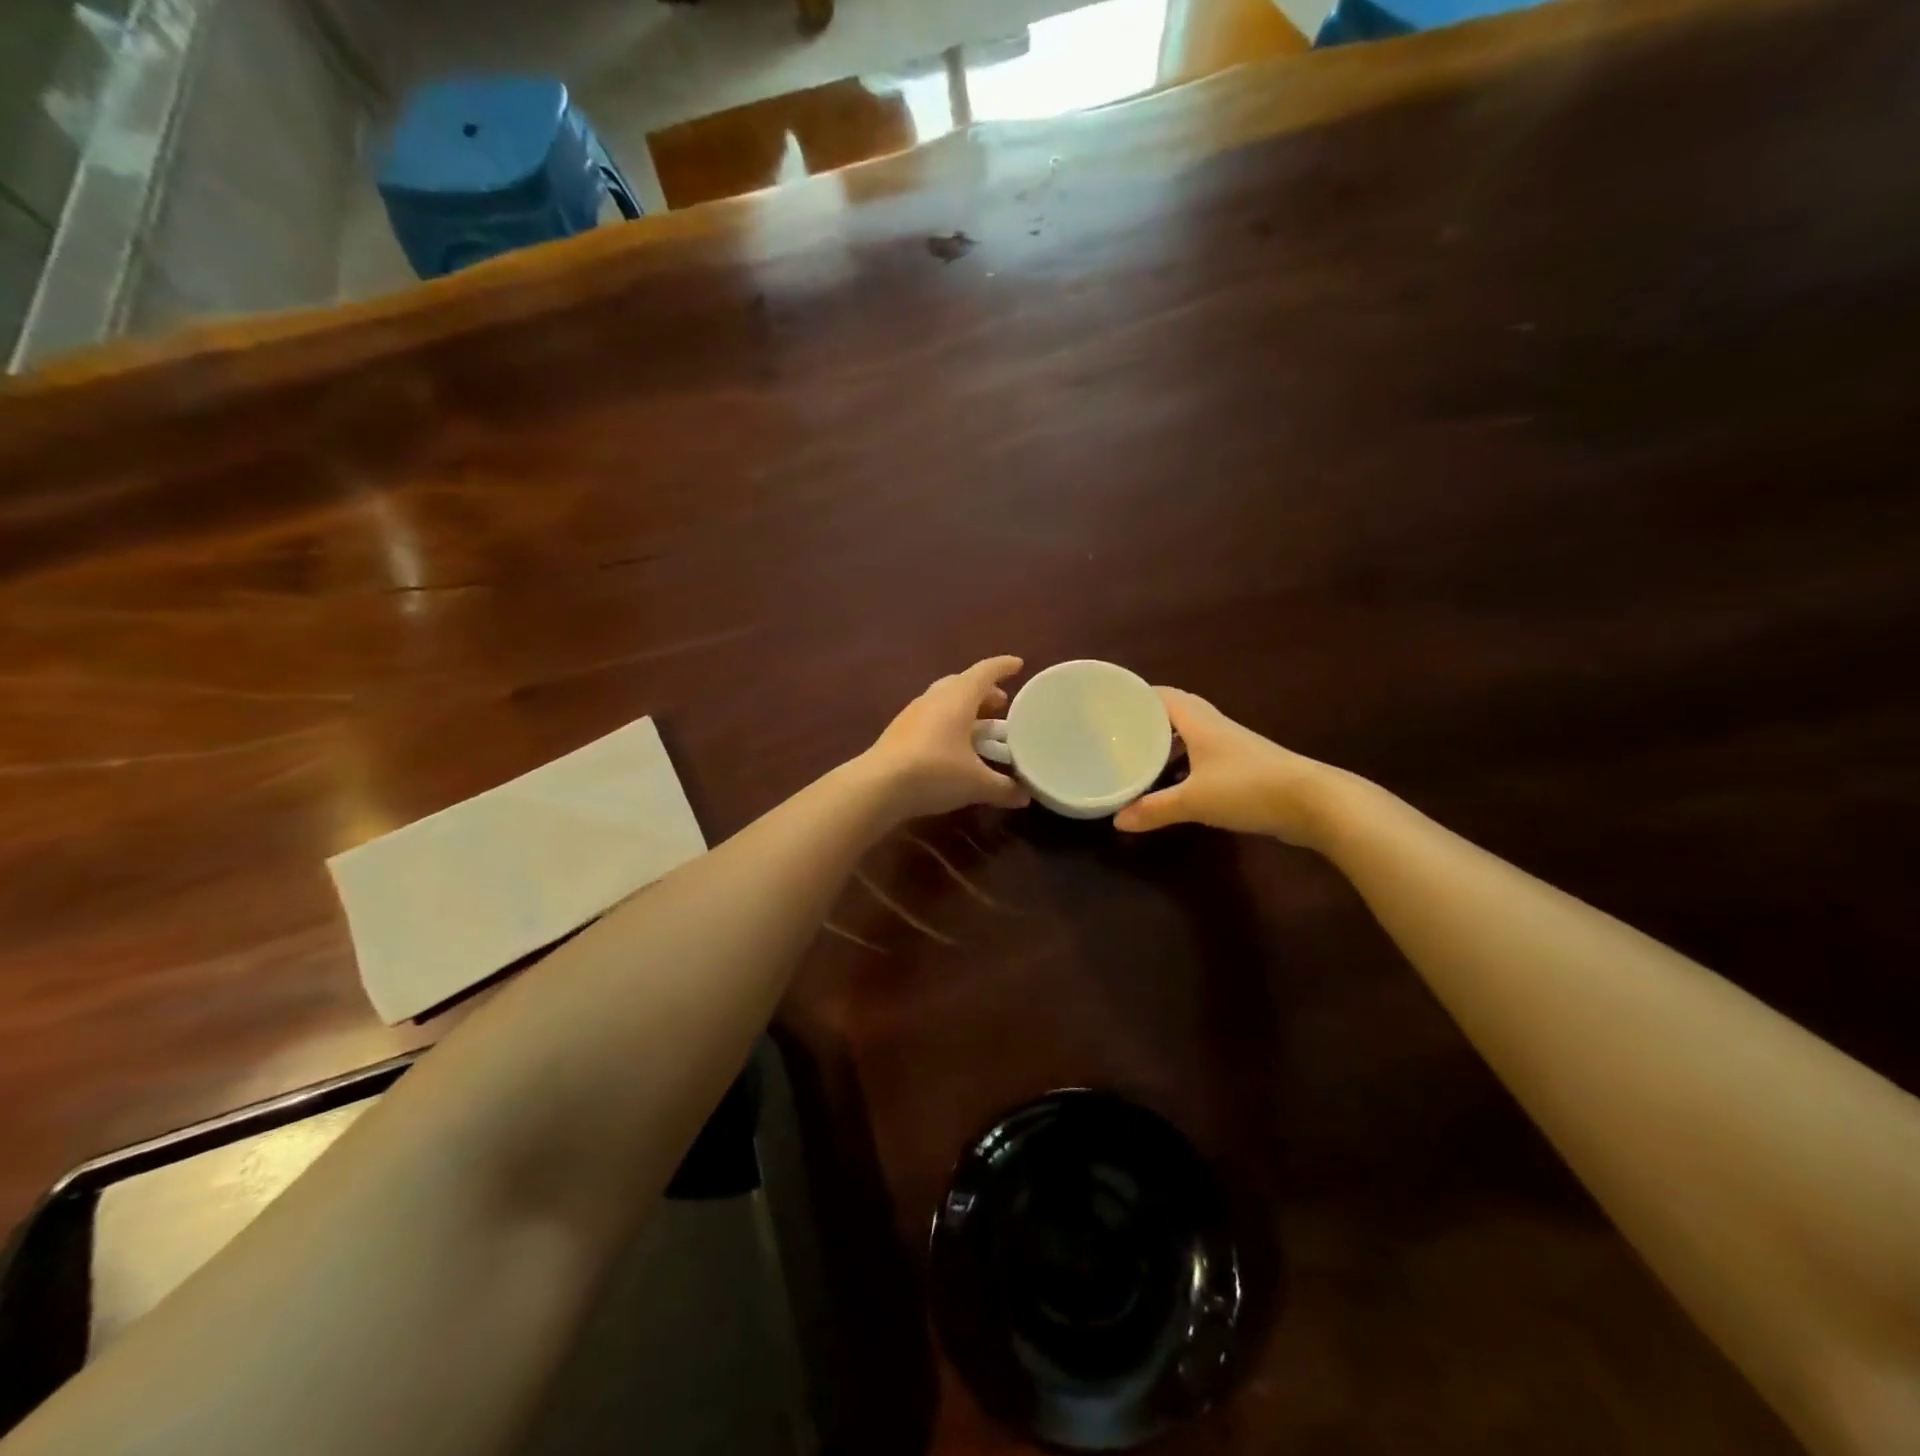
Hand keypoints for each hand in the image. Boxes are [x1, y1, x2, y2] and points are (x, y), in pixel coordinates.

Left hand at [861, 656, 1030, 819]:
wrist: (878, 786)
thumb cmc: (935, 772)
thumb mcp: (976, 783)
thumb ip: (1003, 788)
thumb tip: (1025, 796)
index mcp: (958, 698)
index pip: (985, 672)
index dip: (1003, 667)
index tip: (1018, 665)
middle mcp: (935, 698)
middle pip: (962, 684)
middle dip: (984, 692)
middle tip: (1001, 704)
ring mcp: (913, 713)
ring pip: (944, 700)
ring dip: (964, 708)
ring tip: (980, 726)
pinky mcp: (899, 731)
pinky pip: (931, 717)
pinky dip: (948, 723)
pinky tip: (953, 745)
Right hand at [1113, 688, 1338, 846]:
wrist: (1313, 802)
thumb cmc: (1248, 789)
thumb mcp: (1194, 801)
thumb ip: (1154, 809)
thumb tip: (1117, 821)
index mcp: (1199, 722)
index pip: (1163, 695)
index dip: (1137, 695)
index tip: (1110, 703)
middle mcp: (1215, 726)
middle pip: (1177, 711)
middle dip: (1149, 717)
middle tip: (1120, 730)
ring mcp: (1233, 745)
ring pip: (1193, 733)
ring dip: (1168, 739)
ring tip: (1140, 753)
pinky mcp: (1246, 765)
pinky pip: (1205, 753)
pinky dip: (1186, 760)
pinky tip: (1175, 779)